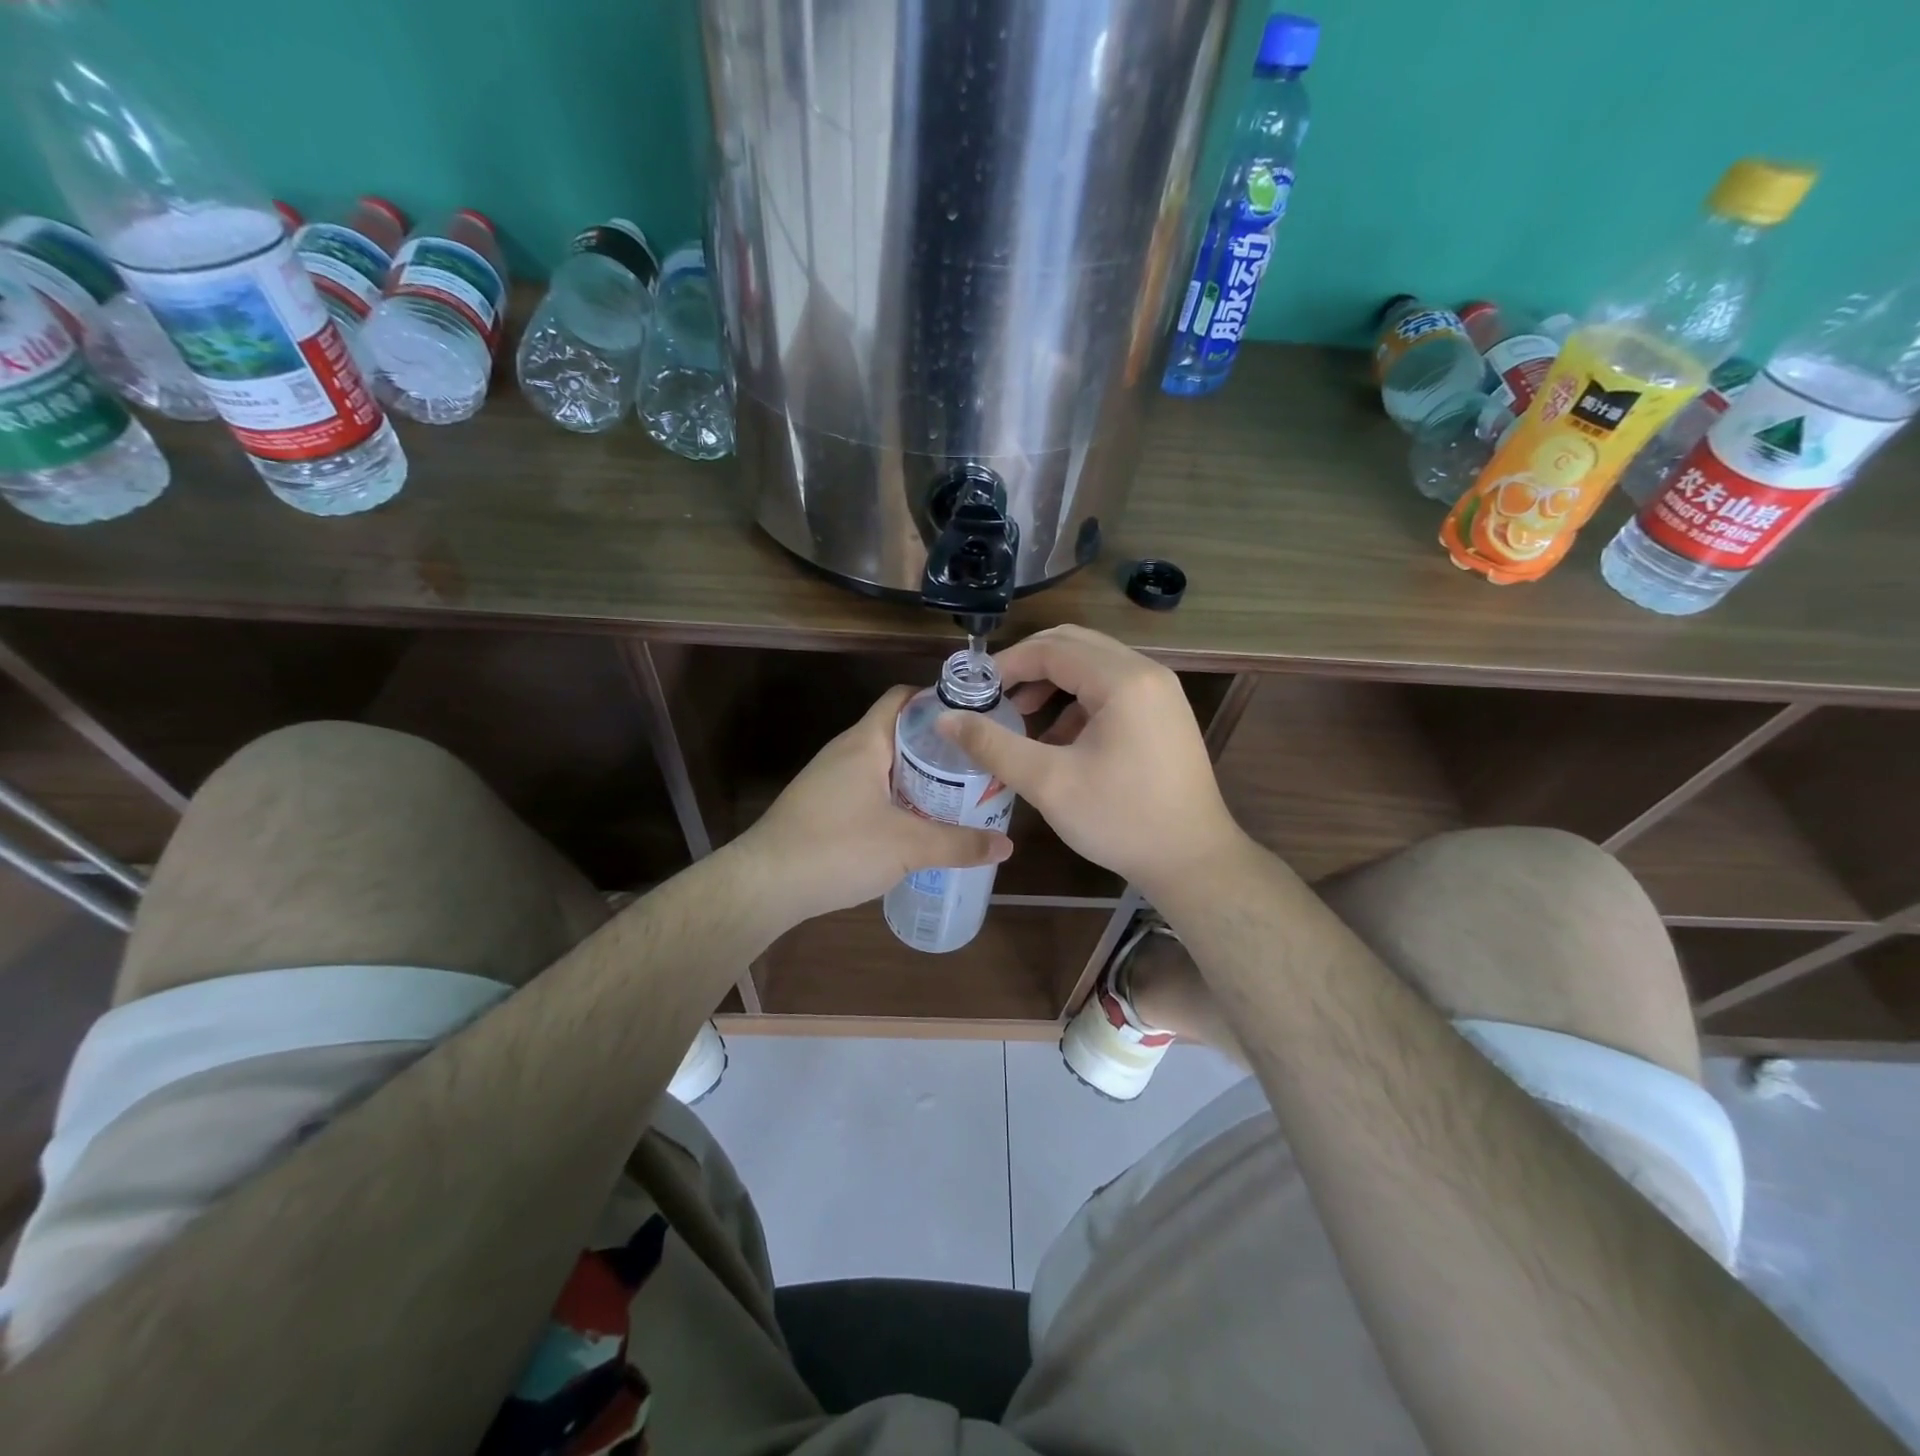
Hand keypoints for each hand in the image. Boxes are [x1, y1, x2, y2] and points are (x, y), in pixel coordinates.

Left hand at [741, 685, 1012, 928]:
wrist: (764, 885)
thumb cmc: (837, 848)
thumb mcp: (907, 847)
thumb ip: (959, 844)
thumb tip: (1007, 845)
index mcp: (866, 743)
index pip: (903, 698)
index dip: (939, 701)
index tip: (975, 720)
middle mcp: (846, 752)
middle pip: (899, 733)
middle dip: (938, 747)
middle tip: (977, 765)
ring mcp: (831, 779)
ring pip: (884, 765)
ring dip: (918, 777)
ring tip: (957, 795)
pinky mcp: (824, 806)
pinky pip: (870, 790)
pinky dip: (897, 799)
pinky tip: (917, 825)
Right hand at [936, 626, 1241, 895]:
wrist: (1193, 860)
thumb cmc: (1120, 820)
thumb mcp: (1048, 782)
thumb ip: (993, 745)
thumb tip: (946, 718)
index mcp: (1123, 680)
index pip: (1052, 648)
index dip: (1007, 664)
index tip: (973, 690)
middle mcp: (1146, 673)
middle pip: (1074, 645)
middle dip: (1029, 666)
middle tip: (994, 696)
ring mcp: (1160, 692)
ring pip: (1093, 665)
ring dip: (1053, 683)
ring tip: (1021, 717)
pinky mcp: (1164, 714)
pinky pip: (1112, 689)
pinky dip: (1078, 702)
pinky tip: (1058, 739)